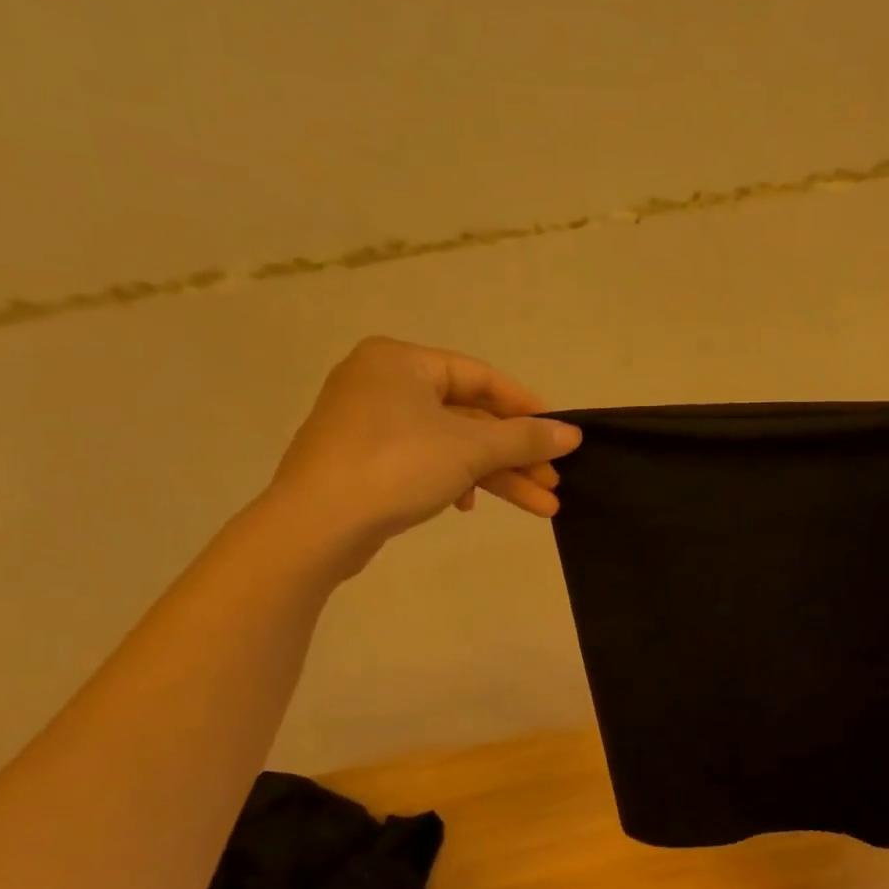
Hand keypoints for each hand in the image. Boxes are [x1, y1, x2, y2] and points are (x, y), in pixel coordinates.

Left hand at [262, 337, 582, 576]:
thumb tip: (573, 434)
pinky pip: (423, 462)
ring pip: (450, 445)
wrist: (315, 526)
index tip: (559, 434)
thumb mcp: (469, 448)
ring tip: (540, 508)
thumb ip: (524, 439)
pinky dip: (454, 482)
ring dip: (495, 477)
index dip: (525, 407)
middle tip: (553, 483)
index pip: (480, 377)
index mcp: (401, 362)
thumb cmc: (395, 466)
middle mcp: (382, 384)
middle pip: (468, 417)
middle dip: (515, 456)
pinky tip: (468, 509)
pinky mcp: (363, 462)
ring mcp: (369, 425)